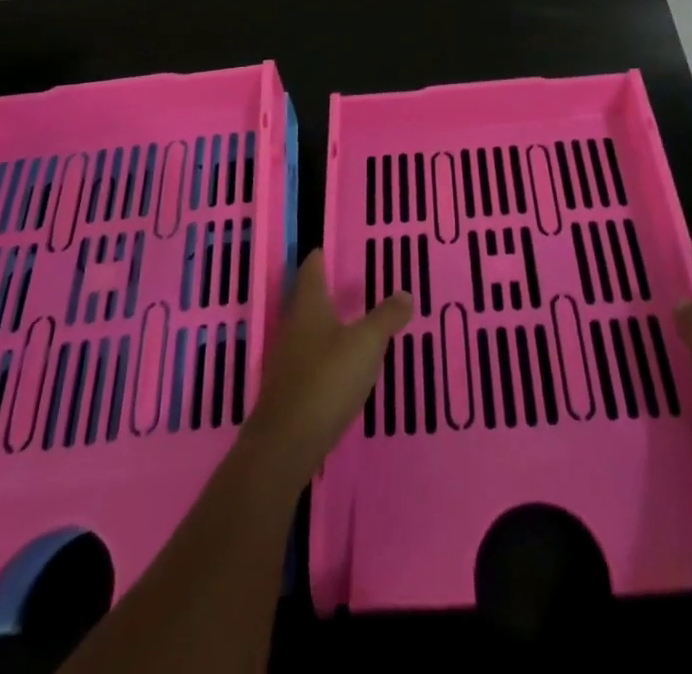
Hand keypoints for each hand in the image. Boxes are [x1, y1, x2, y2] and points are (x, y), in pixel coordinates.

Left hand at [243, 249, 409, 484]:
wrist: (286, 444)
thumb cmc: (327, 380)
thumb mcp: (366, 344)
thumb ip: (386, 318)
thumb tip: (405, 293)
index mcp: (309, 307)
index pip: (311, 271)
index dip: (318, 258)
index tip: (326, 247)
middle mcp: (294, 328)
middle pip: (308, 301)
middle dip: (326, 291)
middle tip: (350, 281)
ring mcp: (288, 361)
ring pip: (309, 331)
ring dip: (327, 324)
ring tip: (352, 321)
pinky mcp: (290, 391)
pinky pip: (311, 360)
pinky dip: (326, 355)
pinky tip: (342, 365)